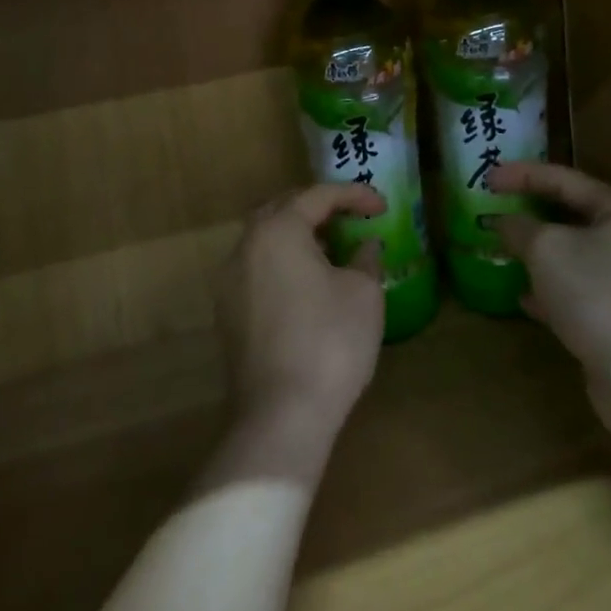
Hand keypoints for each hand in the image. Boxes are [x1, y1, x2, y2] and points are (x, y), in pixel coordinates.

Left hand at [213, 184, 386, 460]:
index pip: (317, 195)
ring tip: (332, 250)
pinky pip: (257, 269)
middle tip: (351, 218)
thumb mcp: (363, 294)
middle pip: (282, 209)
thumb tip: (365, 246)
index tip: (382, 207)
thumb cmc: (330, 342)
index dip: (354, 195)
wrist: (281, 415)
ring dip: (298, 236)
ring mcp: (230, 282)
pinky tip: (308, 285)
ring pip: (265, 240)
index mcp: (277, 231)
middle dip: (318, 208)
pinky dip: (283, 263)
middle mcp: (246, 247)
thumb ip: (365, 258)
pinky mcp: (228, 313)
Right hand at [487, 162, 610, 377]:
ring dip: (536, 250)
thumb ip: (519, 227)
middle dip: (530, 211)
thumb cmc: (593, 292)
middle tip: (496, 206)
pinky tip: (522, 296)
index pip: (563, 178)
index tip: (487, 176)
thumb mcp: (545, 249)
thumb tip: (504, 222)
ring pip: (570, 253)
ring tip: (503, 247)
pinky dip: (548, 288)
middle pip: (570, 214)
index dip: (522, 174)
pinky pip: (574, 288)